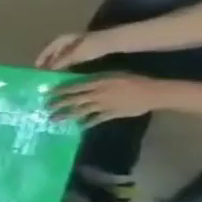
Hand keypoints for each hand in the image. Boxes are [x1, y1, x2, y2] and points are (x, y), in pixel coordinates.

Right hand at [37, 31, 109, 69]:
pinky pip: (73, 55)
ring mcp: (79, 42)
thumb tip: (49, 70)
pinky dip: (68, 61)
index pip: (47, 50)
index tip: (37, 68)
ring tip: (56, 71)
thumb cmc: (90, 47)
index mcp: (61, 40)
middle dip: (50, 60)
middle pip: (55, 51)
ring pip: (64, 53)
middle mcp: (68, 39)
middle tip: (45, 71)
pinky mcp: (88, 46)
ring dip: (59, 61)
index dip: (41, 59)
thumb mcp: (73, 56)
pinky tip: (69, 67)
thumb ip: (60, 63)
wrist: (115, 41)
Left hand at [51, 75, 171, 124]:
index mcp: (98, 83)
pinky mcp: (111, 114)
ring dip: (65, 116)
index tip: (47, 94)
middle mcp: (97, 94)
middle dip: (57, 104)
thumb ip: (97, 79)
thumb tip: (80, 82)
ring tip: (53, 120)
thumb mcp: (114, 75)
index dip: (59, 91)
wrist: (156, 93)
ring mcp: (103, 105)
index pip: (73, 87)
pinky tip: (78, 126)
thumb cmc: (135, 80)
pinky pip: (95, 120)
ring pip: (79, 111)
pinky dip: (86, 123)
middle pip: (72, 100)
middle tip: (45, 108)